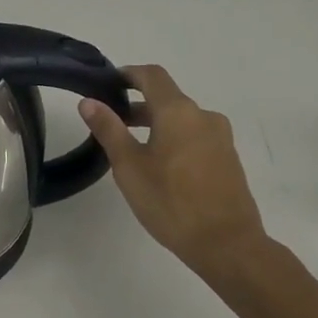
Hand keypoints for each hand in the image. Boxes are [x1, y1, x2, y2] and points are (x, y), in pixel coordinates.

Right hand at [80, 64, 270, 275]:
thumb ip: (109, 129)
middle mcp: (204, 116)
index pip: (152, 76)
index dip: (129, 74)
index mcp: (179, 111)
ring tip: (131, 148)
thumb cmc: (171, 202)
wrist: (227, 244)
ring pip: (182, 119)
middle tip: (111, 122)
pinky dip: (174, 139)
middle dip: (138, 104)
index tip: (108, 83)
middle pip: (167, 98)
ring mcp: (220, 138)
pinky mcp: (228, 159)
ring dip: (156, 124)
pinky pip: (195, 137)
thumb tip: (89, 102)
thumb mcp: (129, 166)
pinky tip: (160, 166)